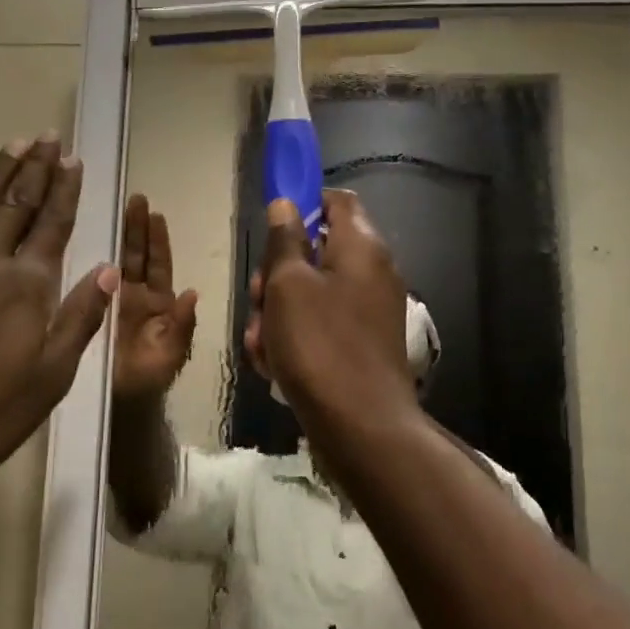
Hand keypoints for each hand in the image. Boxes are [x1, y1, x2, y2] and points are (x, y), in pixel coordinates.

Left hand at [0, 134, 117, 497]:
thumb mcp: (51, 376)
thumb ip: (80, 318)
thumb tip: (108, 270)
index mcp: (26, 284)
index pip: (52, 223)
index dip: (64, 189)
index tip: (72, 159)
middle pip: (16, 204)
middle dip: (34, 167)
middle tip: (46, 136)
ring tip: (12, 144)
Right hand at [112, 194, 197, 400]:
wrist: (116, 407)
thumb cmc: (148, 381)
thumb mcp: (171, 355)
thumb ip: (183, 326)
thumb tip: (191, 292)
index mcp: (160, 304)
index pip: (159, 264)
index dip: (158, 240)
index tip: (156, 213)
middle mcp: (137, 296)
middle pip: (138, 254)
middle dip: (138, 227)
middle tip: (136, 198)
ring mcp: (113, 301)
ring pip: (118, 260)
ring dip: (120, 234)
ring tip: (118, 206)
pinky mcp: (93, 308)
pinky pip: (95, 279)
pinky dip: (95, 257)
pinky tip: (89, 236)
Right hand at [254, 190, 414, 425]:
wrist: (361, 427)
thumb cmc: (319, 343)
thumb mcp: (288, 284)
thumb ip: (284, 239)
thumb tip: (286, 203)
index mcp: (361, 246)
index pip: (336, 201)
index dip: (303, 204)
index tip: (271, 228)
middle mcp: (371, 271)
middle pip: (316, 250)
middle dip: (277, 273)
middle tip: (258, 297)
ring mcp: (368, 310)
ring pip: (311, 292)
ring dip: (278, 312)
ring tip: (261, 342)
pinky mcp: (361, 343)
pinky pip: (321, 324)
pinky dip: (295, 337)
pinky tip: (273, 364)